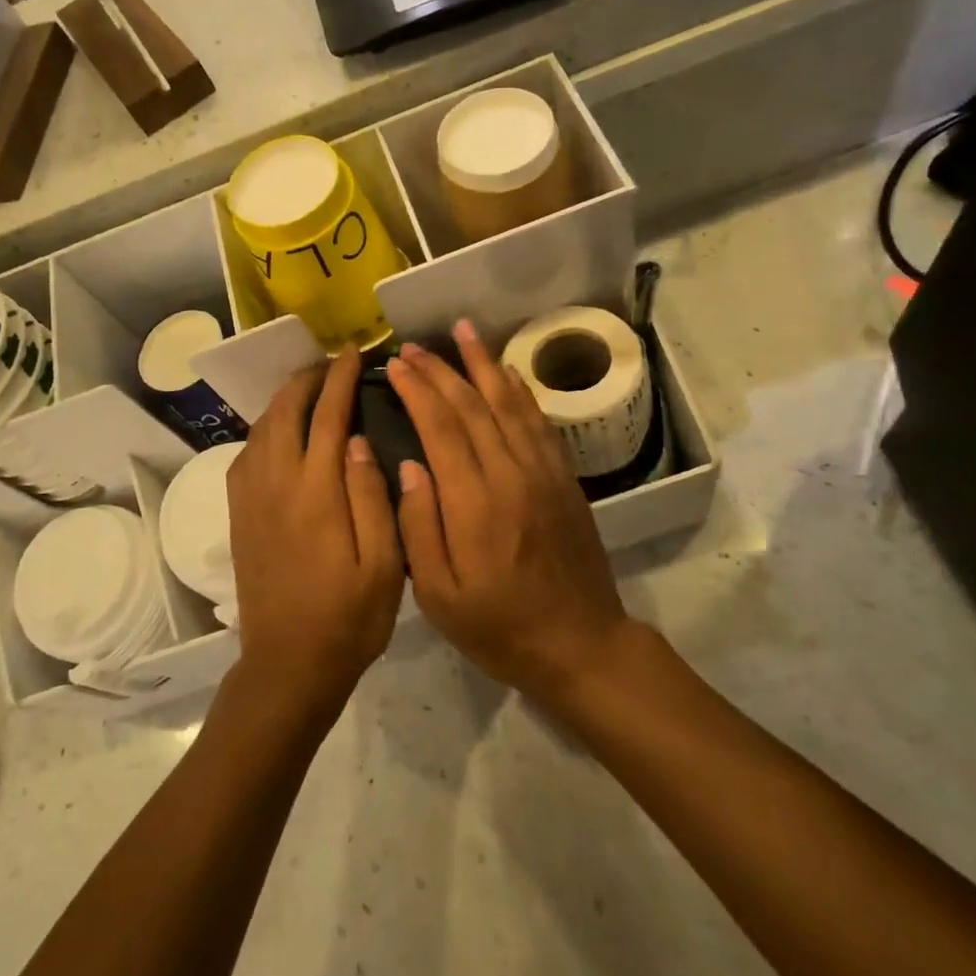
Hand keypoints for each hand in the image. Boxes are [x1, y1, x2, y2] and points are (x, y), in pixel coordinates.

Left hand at [227, 346, 404, 717]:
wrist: (288, 663)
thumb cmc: (348, 617)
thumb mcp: (382, 563)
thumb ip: (370, 495)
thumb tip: (355, 438)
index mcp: (316, 492)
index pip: (327, 416)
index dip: (340, 378)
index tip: (353, 353)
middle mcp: (276, 483)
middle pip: (285, 411)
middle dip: (308, 379)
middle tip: (333, 366)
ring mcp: (251, 497)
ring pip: (261, 427)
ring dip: (284, 399)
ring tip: (309, 390)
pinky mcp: (238, 513)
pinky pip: (246, 453)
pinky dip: (264, 428)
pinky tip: (280, 431)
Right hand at [387, 319, 631, 701]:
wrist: (580, 644)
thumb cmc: (499, 627)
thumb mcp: (440, 597)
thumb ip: (419, 528)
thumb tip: (409, 465)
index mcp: (475, 504)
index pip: (441, 428)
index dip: (417, 391)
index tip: (395, 366)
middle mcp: (511, 475)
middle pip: (472, 406)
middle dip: (440, 370)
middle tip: (413, 346)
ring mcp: (543, 472)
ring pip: (508, 403)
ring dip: (483, 363)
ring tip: (463, 331)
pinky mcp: (563, 478)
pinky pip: (539, 421)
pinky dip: (520, 390)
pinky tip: (507, 371)